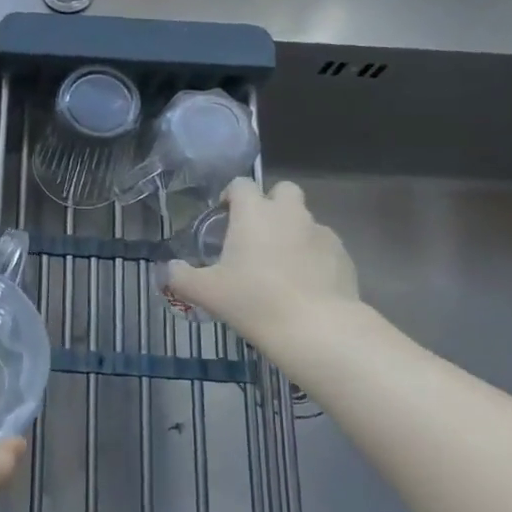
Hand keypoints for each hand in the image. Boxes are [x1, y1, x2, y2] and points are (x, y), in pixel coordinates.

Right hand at [165, 179, 361, 343]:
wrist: (316, 327)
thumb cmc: (254, 300)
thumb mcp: (206, 292)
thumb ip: (182, 277)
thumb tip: (168, 270)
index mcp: (254, 212)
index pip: (241, 184)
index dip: (231, 195)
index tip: (224, 215)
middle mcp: (289, 213)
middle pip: (283, 190)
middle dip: (271, 203)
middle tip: (257, 233)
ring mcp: (321, 232)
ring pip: (305, 219)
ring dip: (292, 232)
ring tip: (281, 265)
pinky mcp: (343, 255)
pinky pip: (324, 246)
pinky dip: (314, 256)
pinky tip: (305, 283)